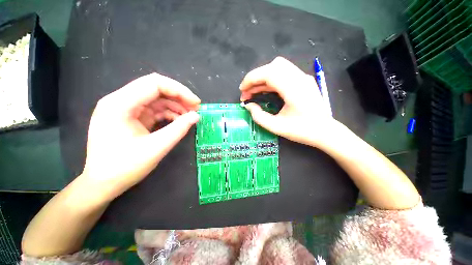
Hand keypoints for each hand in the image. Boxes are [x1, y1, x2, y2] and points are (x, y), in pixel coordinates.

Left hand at [82, 73, 199, 201]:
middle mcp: (120, 101)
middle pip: (155, 88)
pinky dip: (169, 113)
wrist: (103, 183)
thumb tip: (196, 116)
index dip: (179, 90)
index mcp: (119, 104)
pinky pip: (154, 109)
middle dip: (179, 96)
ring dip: (175, 105)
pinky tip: (179, 121)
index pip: (154, 84)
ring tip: (190, 116)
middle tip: (196, 108)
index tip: (196, 103)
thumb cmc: (125, 167)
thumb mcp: (156, 147)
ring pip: (156, 98)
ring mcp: (125, 108)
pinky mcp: (131, 117)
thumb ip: (178, 129)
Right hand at [240, 57, 333, 146]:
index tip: (242, 90)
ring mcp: (303, 78)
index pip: (268, 73)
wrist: (325, 132)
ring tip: (253, 92)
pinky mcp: (303, 81)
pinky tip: (264, 91)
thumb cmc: (302, 131)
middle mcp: (299, 78)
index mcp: (293, 89)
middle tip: (247, 93)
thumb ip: (259, 116)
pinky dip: (270, 80)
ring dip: (262, 78)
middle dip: (255, 78)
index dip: (251, 79)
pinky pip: (283, 74)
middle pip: (273, 66)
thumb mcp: (276, 127)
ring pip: (278, 68)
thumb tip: (248, 106)